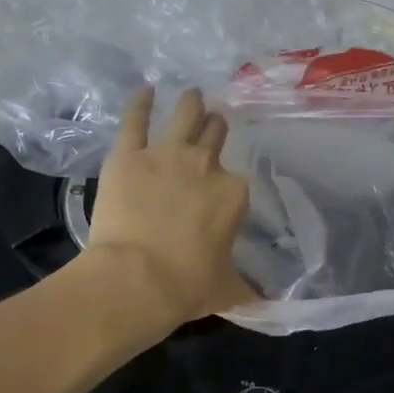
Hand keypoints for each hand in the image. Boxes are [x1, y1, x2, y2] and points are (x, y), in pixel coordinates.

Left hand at [83, 87, 254, 329]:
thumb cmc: (188, 286)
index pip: (238, 179)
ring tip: (192, 94)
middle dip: (216, 128)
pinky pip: (135, 119)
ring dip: (191, 103)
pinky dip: (140, 103)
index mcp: (234, 192)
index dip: (230, 183)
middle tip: (213, 124)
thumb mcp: (228, 289)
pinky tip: (145, 91)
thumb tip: (265, 302)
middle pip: (215, 133)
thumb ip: (247, 287)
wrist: (137, 280)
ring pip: (185, 115)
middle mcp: (206, 164)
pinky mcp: (128, 155)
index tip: (223, 190)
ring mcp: (166, 154)